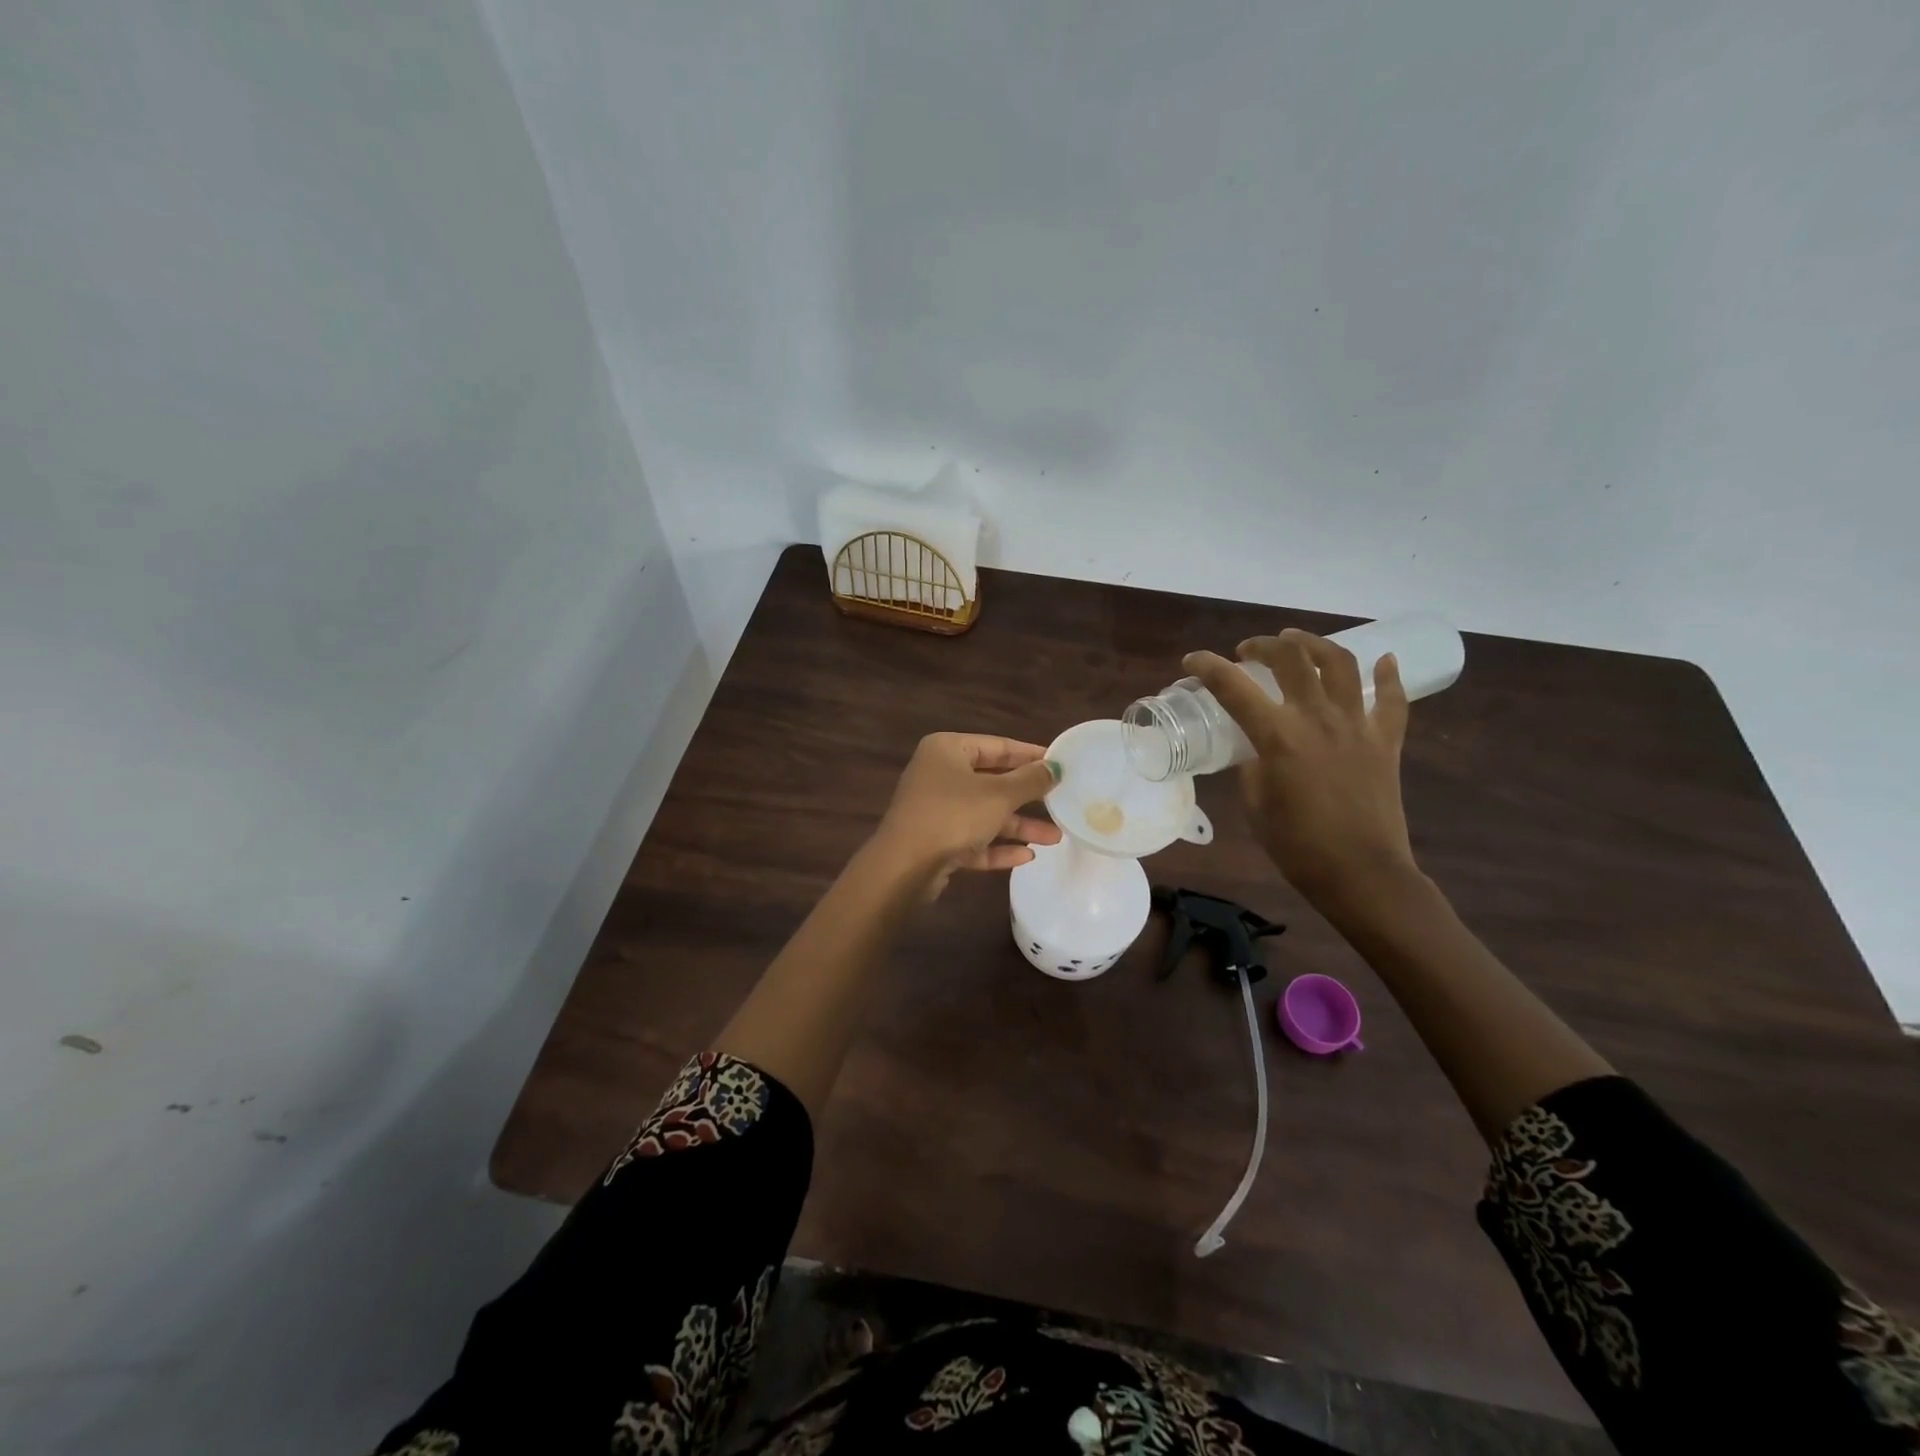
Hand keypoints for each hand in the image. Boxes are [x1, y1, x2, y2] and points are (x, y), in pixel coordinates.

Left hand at [870, 733, 1062, 897]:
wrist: (904, 867)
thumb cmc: (953, 816)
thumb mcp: (999, 795)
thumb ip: (1030, 781)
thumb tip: (1054, 767)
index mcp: (947, 750)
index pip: (997, 746)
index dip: (1030, 754)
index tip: (1060, 764)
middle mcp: (938, 774)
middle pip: (991, 781)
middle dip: (1026, 796)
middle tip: (1061, 800)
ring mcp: (935, 809)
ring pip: (984, 813)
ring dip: (1018, 825)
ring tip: (1055, 837)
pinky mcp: (935, 841)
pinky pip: (972, 839)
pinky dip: (997, 847)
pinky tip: (1026, 857)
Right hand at [1184, 630, 1418, 913]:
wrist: (1362, 874)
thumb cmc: (1298, 847)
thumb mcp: (1256, 806)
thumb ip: (1251, 768)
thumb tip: (1254, 749)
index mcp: (1279, 738)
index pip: (1234, 688)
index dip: (1208, 667)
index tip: (1193, 661)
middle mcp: (1318, 719)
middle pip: (1292, 659)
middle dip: (1264, 646)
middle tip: (1248, 651)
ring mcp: (1357, 726)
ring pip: (1341, 664)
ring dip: (1316, 644)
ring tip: (1299, 642)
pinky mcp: (1386, 741)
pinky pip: (1392, 700)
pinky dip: (1389, 676)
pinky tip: (1384, 661)